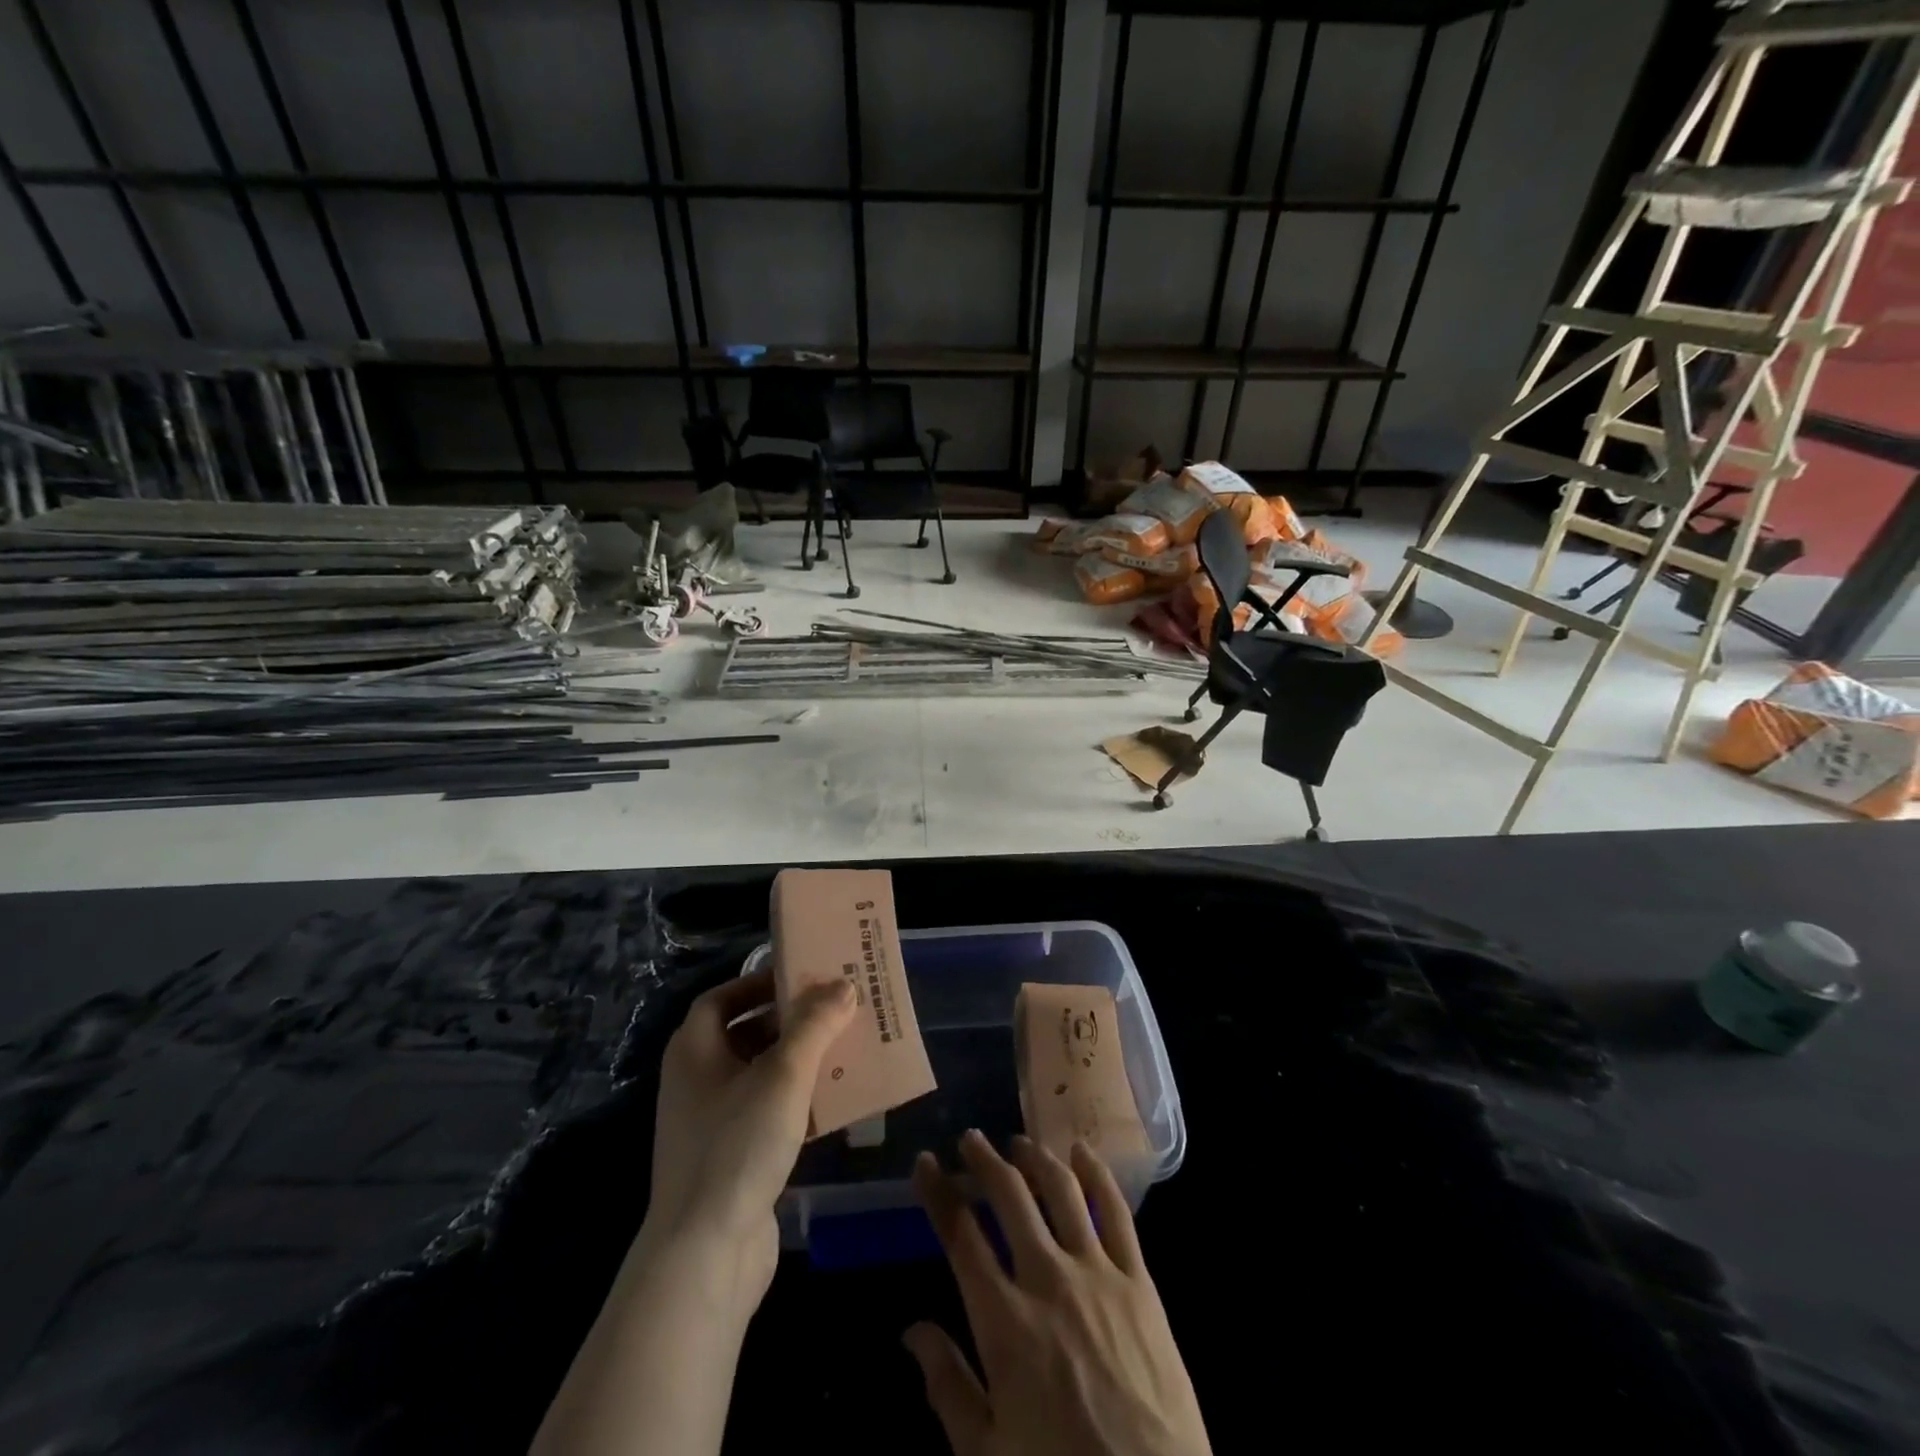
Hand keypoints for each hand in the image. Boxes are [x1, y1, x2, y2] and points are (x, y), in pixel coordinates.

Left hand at [644, 966, 855, 1304]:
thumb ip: (814, 1026)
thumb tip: (843, 985)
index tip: (802, 978)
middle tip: (835, 1009)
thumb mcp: (783, 1075)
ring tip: (844, 1048)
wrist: (706, 1255)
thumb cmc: (738, 1145)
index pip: (722, 998)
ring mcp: (712, 1124)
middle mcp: (696, 1081)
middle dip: (790, 1021)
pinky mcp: (732, 1159)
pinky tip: (835, 1102)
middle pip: (745, 1034)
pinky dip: (798, 1101)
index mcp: (694, 1051)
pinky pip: (768, 1114)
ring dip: (800, 1061)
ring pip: (761, 1076)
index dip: (759, 983)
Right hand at [906, 1131, 1210, 1455]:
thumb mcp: (987, 1455)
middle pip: (1009, 1196)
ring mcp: (1097, 1273)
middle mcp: (1047, 1279)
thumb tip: (912, 1331)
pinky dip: (1095, 1173)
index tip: (926, 1163)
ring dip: (1034, 1157)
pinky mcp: (1138, 1280)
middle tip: (970, 1140)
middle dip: (984, 1160)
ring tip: (1019, 1144)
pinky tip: (1081, 1152)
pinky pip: (1115, 1211)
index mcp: (1004, 1321)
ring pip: (1060, 1190)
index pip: (961, 1235)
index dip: (938, 1192)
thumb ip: (947, 1386)